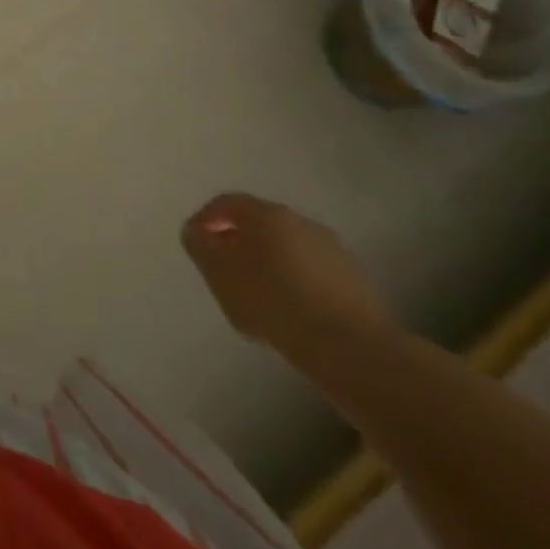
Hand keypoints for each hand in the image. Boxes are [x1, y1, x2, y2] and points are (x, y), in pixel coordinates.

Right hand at [181, 194, 396, 358]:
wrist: (349, 345)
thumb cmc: (271, 300)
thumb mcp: (219, 273)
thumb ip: (200, 246)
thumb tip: (197, 231)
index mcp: (265, 214)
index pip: (226, 203)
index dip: (205, 219)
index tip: (195, 243)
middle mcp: (300, 221)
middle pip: (258, 223)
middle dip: (237, 242)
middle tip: (224, 270)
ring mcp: (331, 249)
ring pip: (286, 247)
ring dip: (267, 263)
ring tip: (256, 296)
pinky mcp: (354, 279)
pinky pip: (310, 271)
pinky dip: (293, 282)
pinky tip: (289, 311)